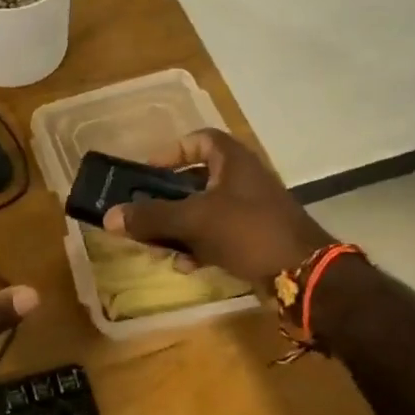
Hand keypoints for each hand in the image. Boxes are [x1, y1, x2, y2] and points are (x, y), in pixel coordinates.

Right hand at [103, 129, 330, 283]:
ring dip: (179, 227)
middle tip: (144, 213)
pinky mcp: (255, 238)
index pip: (199, 139)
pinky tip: (185, 266)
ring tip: (158, 246)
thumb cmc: (249, 231)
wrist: (304, 275)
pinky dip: (199, 247)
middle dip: (167, 199)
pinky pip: (218, 236)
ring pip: (204, 211)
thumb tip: (109, 217)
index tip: (148, 171)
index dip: (172, 151)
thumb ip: (151, 217)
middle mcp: (243, 180)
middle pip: (195, 180)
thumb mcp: (195, 221)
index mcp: (233, 161)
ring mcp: (251, 210)